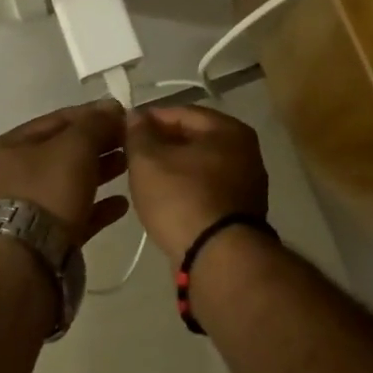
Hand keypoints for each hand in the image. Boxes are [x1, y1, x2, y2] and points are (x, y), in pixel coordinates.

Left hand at [0, 99, 128, 244]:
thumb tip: (112, 107)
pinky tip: (122, 204)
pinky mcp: (47, 236)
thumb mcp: (75, 146)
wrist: (28, 260)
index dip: (93, 114)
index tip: (124, 115)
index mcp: (14, 145)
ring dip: (102, 171)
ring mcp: (31, 206)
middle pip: (66, 150)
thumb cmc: (48, 190)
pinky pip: (78, 213)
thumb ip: (96, 124)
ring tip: (131, 166)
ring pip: (73, 181)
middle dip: (100, 143)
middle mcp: (18, 173)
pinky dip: (99, 206)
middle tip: (131, 141)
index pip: (59, 119)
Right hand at [125, 104, 268, 261]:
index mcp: (229, 130)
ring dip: (174, 170)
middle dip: (162, 145)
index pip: (182, 113)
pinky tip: (166, 203)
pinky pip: (207, 192)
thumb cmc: (182, 198)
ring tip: (145, 181)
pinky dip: (187, 192)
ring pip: (200, 168)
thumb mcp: (148, 160)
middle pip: (194, 140)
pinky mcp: (242, 215)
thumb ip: (139, 133)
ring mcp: (247, 185)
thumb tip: (135, 116)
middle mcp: (246, 152)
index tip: (125, 131)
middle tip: (133, 156)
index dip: (150, 119)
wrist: (218, 259)